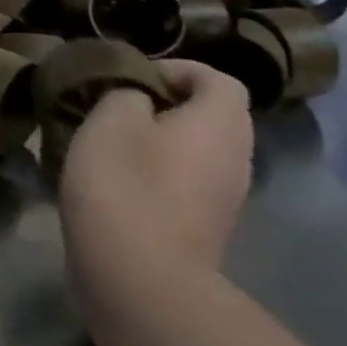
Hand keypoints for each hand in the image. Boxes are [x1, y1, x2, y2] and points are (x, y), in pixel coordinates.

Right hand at [59, 59, 252, 295]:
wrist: (138, 276)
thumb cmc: (125, 182)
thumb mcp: (111, 118)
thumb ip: (127, 93)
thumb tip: (139, 99)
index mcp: (220, 125)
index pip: (219, 80)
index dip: (177, 69)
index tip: (132, 78)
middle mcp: (236, 160)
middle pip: (212, 116)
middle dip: (165, 105)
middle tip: (116, 107)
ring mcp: (225, 200)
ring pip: (197, 151)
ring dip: (158, 141)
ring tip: (109, 142)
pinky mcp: (203, 229)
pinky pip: (185, 183)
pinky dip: (156, 173)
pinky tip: (116, 181)